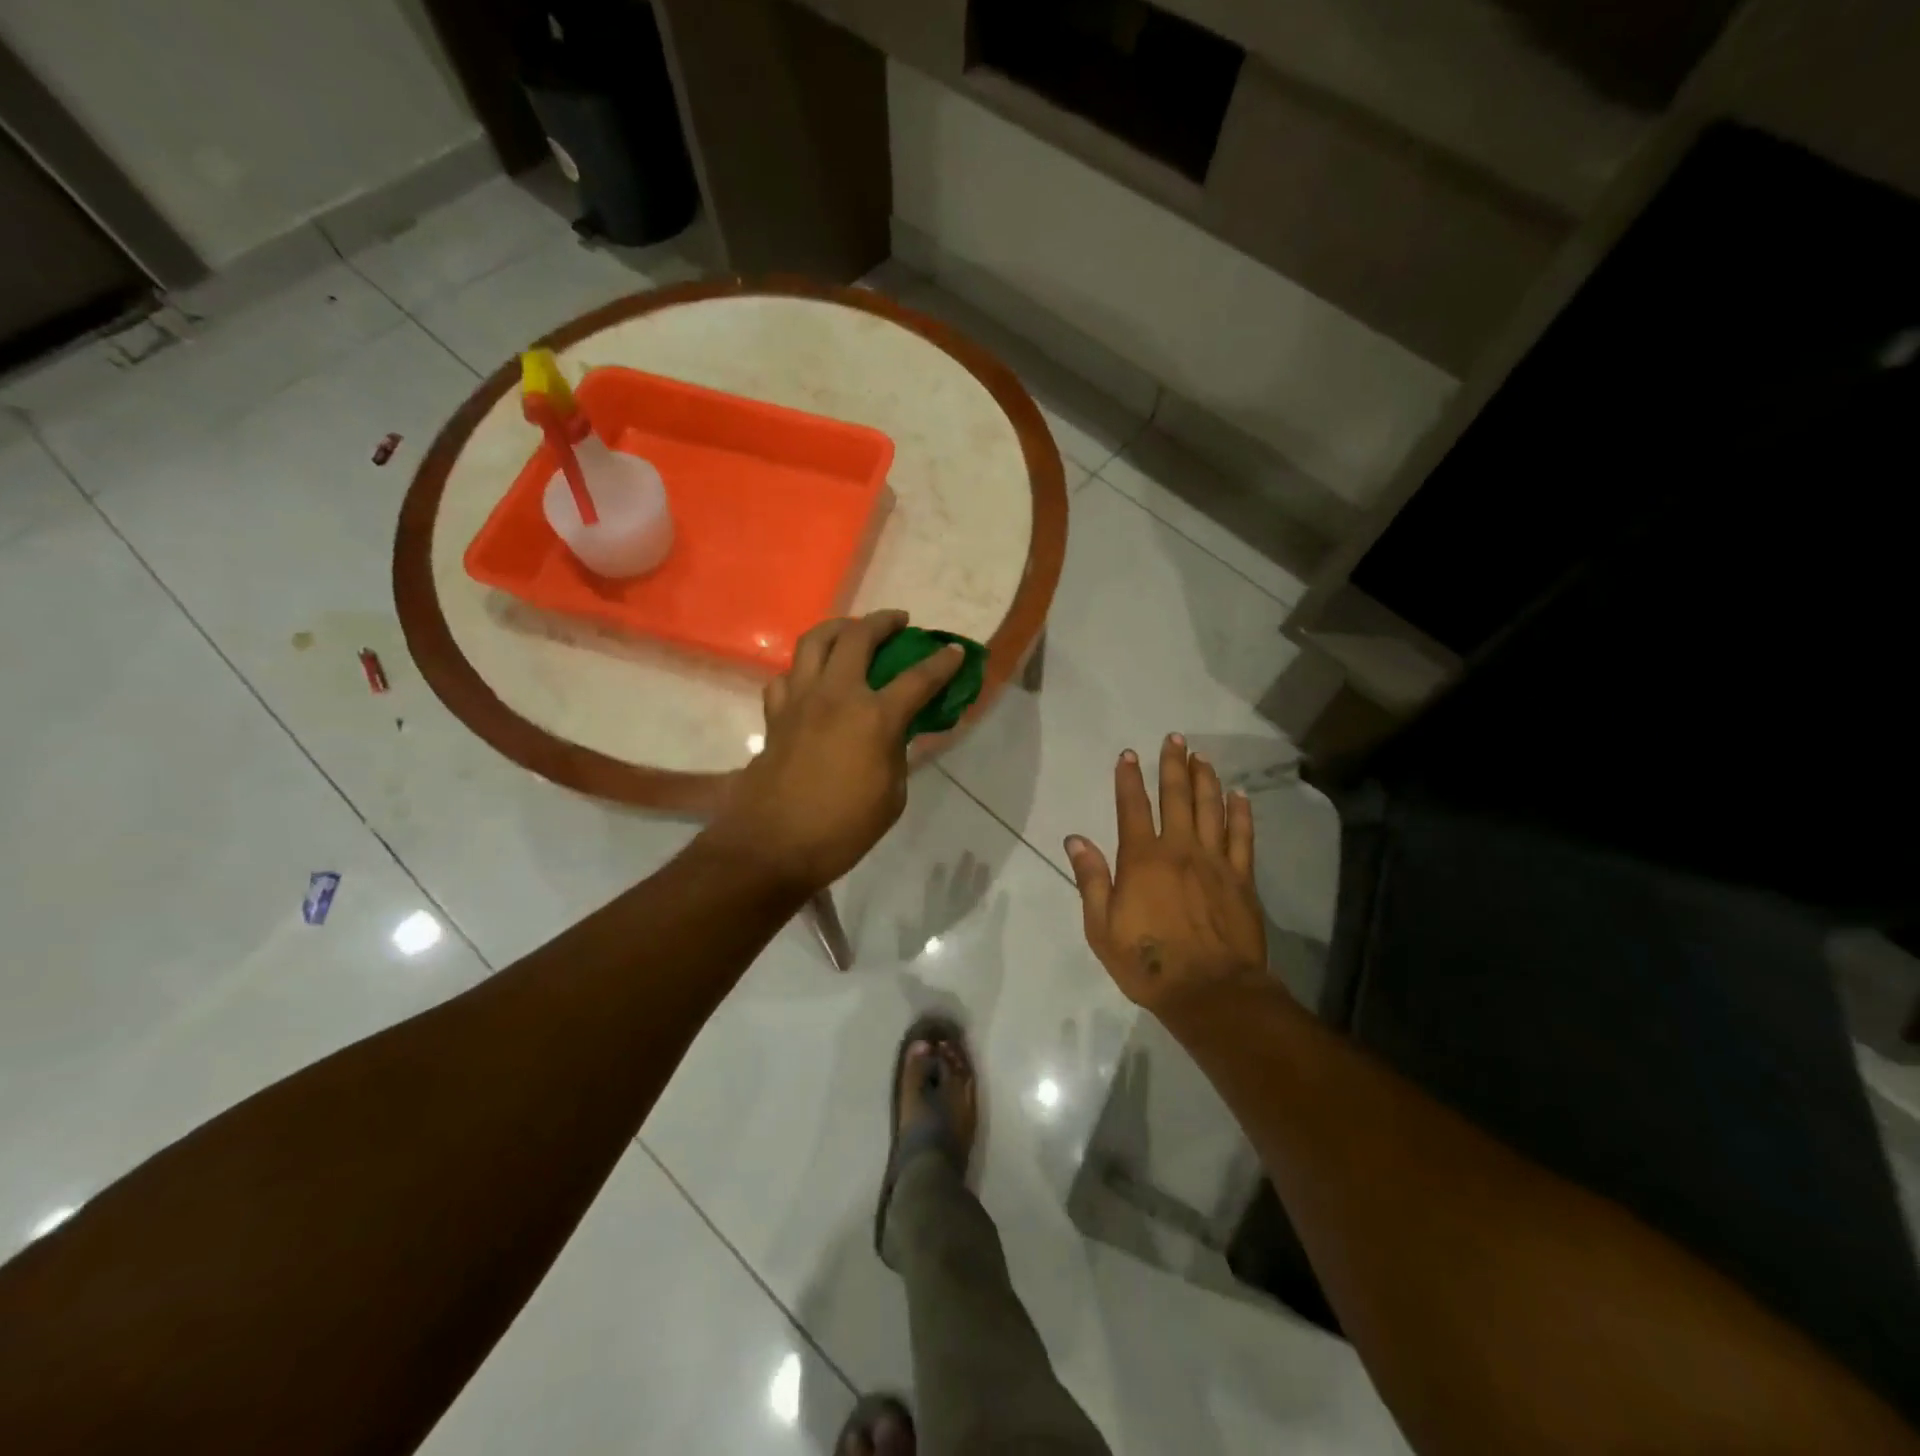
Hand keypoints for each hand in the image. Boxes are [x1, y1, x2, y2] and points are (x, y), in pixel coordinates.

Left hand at [707, 610, 963, 891]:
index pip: (918, 678)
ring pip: (814, 641)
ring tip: (852, 631)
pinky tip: (811, 680)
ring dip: (839, 628)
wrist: (773, 846)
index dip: (942, 662)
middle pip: (859, 636)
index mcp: (874, 717)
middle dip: (884, 622)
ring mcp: (800, 700)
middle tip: (899, 622)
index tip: (955, 651)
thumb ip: (896, 753)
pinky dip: (802, 670)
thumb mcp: (891, 795)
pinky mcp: (775, 715)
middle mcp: (836, 695)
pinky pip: (786, 676)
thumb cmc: (842, 829)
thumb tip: (895, 732)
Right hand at [1065, 734, 1270, 1018]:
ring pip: (1211, 809)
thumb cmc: (1147, 963)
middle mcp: (1180, 850)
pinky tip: (1239, 795)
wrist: (1210, 992)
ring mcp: (1215, 862)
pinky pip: (1243, 837)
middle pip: (1177, 797)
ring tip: (1202, 757)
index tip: (1128, 754)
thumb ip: (1092, 880)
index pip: (1133, 808)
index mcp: (1142, 860)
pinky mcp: (1242, 879)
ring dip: (1206, 779)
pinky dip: (1240, 813)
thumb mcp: (1102, 927)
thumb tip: (1075, 839)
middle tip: (1174, 739)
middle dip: (1173, 765)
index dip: (1129, 779)